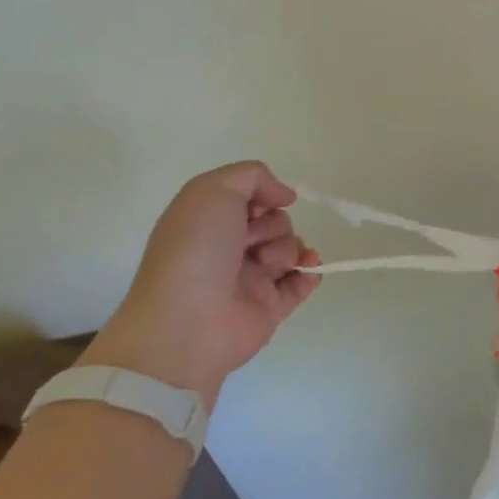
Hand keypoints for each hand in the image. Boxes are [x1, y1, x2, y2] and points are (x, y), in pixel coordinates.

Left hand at [82, 162, 320, 407]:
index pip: (251, 199)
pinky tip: (306, 268)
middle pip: (276, 221)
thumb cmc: (194, 250)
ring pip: (291, 247)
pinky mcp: (271, 307)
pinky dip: (311, 270)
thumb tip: (285, 196)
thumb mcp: (212, 190)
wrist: (186, 323)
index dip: (260, 197)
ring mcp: (252, 279)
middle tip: (249, 242)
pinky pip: (304, 280)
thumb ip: (253, 175)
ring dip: (287, 247)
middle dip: (272, 225)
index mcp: (210, 223)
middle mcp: (230, 249)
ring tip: (267, 264)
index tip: (257, 206)